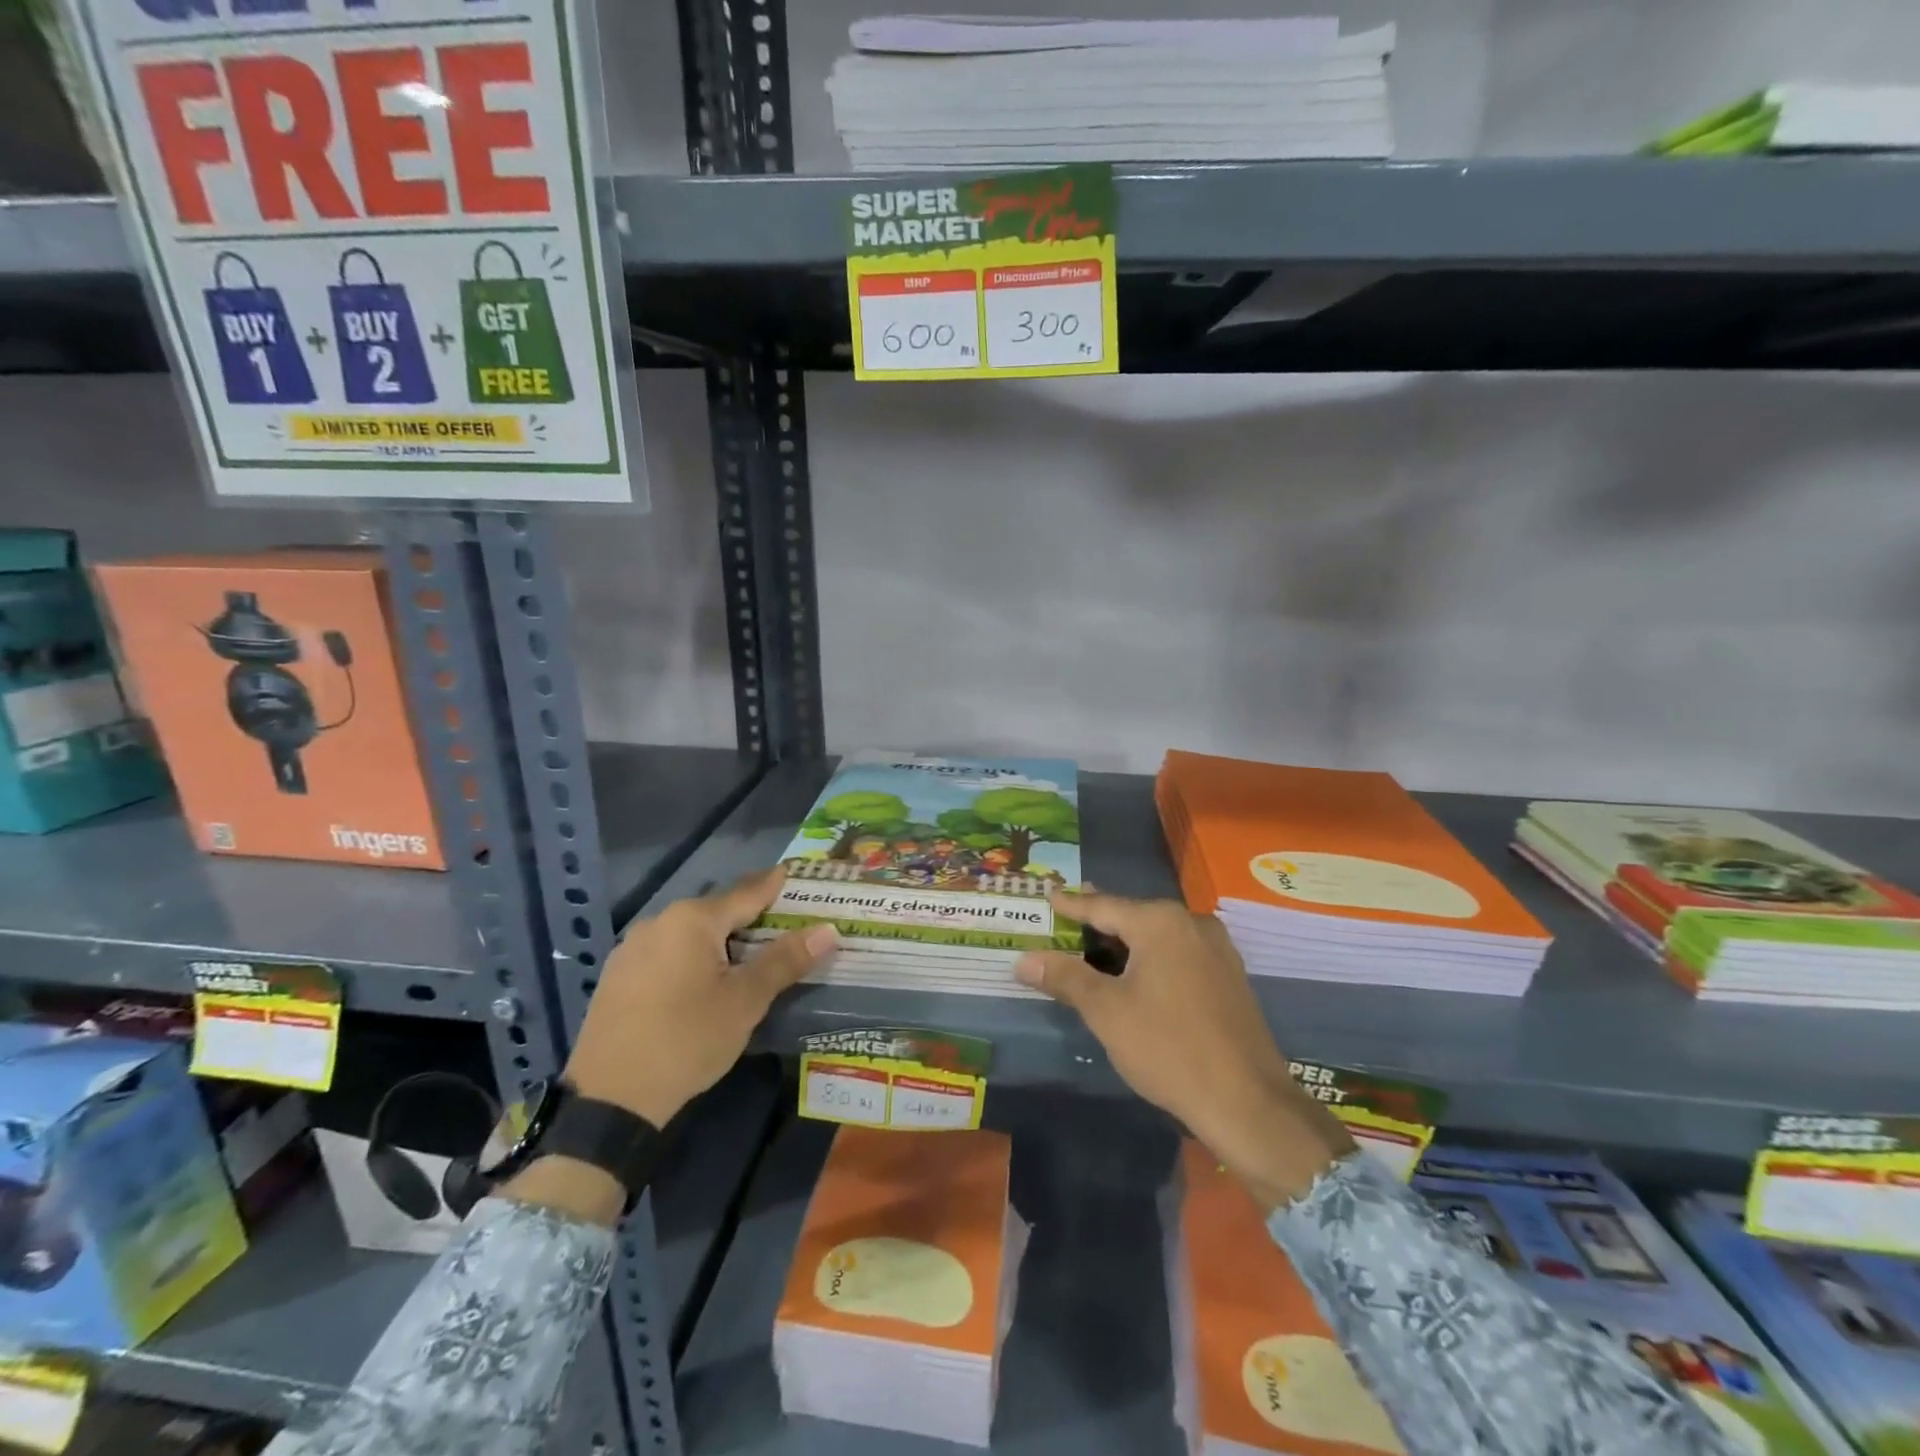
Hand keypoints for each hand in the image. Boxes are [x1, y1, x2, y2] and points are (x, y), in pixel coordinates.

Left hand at [565, 868, 836, 1127]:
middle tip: (783, 926)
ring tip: (748, 956)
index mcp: (692, 920)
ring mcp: (632, 949)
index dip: (775, 885)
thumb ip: (785, 961)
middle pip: (717, 912)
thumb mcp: (745, 1001)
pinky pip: (667, 953)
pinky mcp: (617, 976)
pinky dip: (692, 958)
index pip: (747, 892)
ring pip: (690, 933)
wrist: (609, 1101)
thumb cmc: (687, 1040)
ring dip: (720, 940)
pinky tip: (703, 981)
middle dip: (751, 917)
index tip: (796, 875)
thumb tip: (827, 930)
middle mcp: (659, 922)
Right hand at [1015, 889, 1353, 1210]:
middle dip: (1098, 920)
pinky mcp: (1229, 976)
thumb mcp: (1106, 1011)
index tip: (1048, 895)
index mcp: (1160, 922)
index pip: (1103, 906)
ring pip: (1158, 935)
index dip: (1071, 904)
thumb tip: (1025, 960)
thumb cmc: (1168, 1048)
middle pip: (1132, 915)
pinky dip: (1150, 957)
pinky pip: (1178, 953)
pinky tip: (1135, 973)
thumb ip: (1065, 977)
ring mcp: (1216, 949)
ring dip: (1125, 941)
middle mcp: (1191, 923)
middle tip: (1066, 915)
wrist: (1248, 1103)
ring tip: (1094, 945)